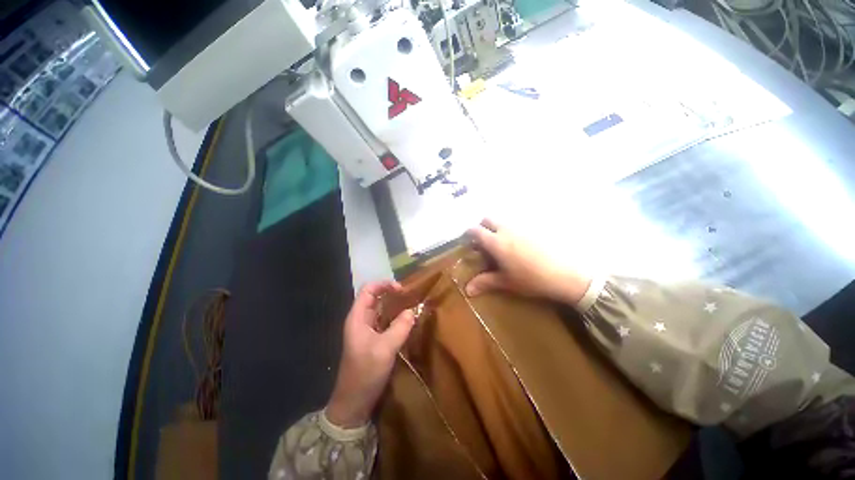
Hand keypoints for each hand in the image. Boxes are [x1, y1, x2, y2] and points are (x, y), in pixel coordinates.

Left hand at [326, 281, 415, 427]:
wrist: (354, 403)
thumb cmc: (365, 373)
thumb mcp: (385, 349)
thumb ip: (400, 327)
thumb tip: (412, 310)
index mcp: (357, 317)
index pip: (368, 289)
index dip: (384, 284)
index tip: (401, 289)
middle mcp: (361, 320)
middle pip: (375, 297)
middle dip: (392, 293)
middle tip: (410, 296)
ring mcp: (367, 330)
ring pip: (381, 309)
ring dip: (395, 305)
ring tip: (411, 305)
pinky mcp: (373, 339)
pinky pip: (385, 321)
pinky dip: (395, 317)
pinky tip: (407, 320)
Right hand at [465, 219, 591, 304]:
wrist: (567, 275)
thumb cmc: (531, 279)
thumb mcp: (506, 282)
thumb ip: (485, 282)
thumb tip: (467, 290)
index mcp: (496, 242)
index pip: (475, 230)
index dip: (468, 234)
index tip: (467, 241)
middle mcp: (507, 230)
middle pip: (488, 219)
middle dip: (482, 227)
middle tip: (483, 242)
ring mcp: (522, 227)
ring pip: (503, 221)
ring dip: (497, 228)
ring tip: (501, 245)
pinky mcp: (535, 228)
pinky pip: (517, 224)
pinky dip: (512, 230)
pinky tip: (519, 246)